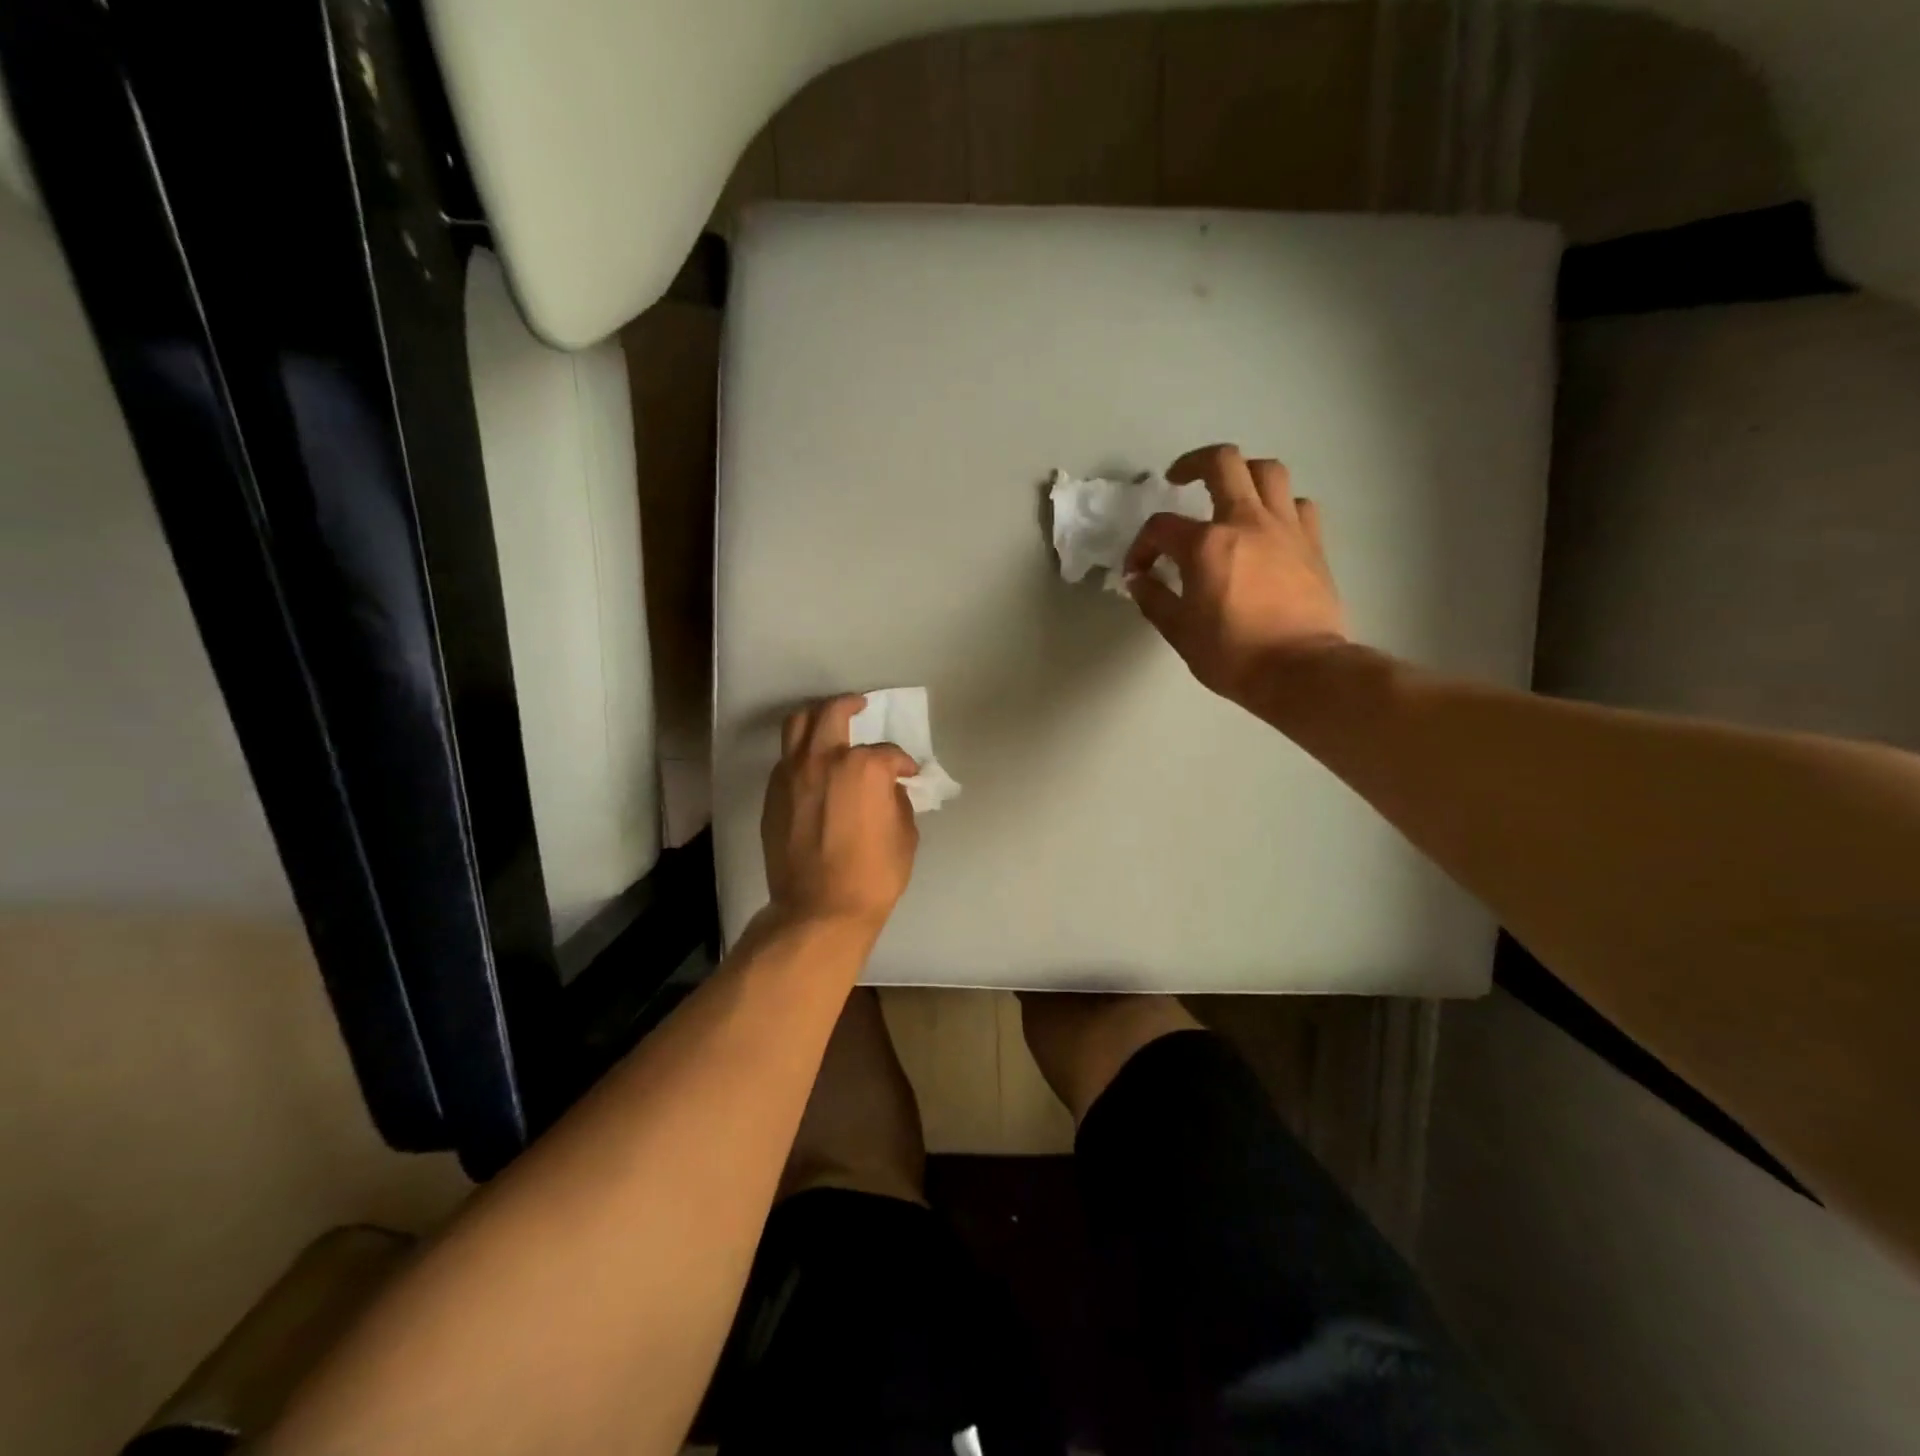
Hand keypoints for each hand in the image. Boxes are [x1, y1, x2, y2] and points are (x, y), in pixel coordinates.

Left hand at [762, 696, 920, 933]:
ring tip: (828, 720)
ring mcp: (792, 774)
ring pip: (798, 725)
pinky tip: (812, 765)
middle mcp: (824, 760)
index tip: (907, 774)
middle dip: (850, 705)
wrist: (818, 909)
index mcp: (863, 767)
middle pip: (833, 713)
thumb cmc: (873, 875)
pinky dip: (801, 752)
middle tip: (860, 706)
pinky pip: (786, 758)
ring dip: (816, 717)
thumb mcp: (904, 835)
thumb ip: (897, 802)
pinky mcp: (773, 794)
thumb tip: (888, 789)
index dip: (902, 762)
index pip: (887, 752)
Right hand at [1125, 444, 1348, 709]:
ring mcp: (1285, 527)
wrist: (1301, 671)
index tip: (1138, 571)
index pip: (1161, 527)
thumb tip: (1138, 580)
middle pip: (1222, 463)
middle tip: (1179, 479)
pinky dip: (1280, 506)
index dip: (1141, 546)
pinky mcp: (1312, 542)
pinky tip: (1269, 526)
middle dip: (1193, 463)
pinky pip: (1298, 504)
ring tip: (1229, 493)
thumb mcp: (1180, 632)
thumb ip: (1154, 599)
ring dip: (1243, 474)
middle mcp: (1246, 521)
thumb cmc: (1232, 655)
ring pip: (1267, 471)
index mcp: (1206, 545)